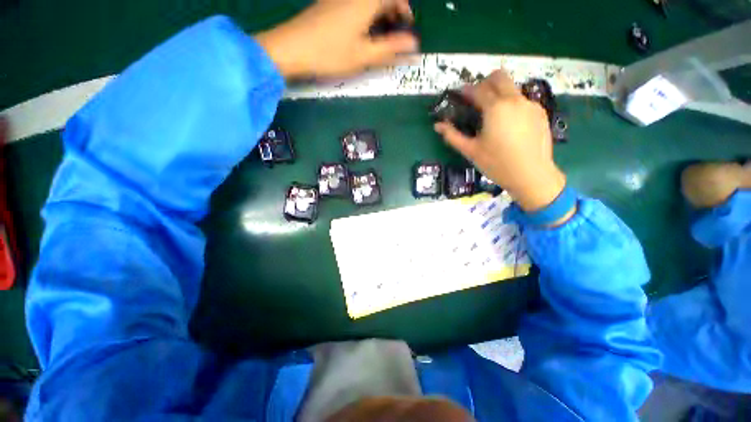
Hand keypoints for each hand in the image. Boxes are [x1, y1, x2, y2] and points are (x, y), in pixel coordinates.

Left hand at [256, 0, 417, 78]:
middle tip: (395, 35)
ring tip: (380, 38)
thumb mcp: (364, 56)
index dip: (405, 9)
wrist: (291, 49)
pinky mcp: (328, 5)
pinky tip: (361, 34)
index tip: (408, 27)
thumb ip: (390, 49)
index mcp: (366, 1)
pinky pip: (354, 5)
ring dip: (379, 15)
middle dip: (393, 13)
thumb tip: (414, 46)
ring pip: (367, 2)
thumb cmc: (330, 54)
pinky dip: (365, 16)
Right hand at [435, 70, 568, 215]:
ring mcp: (530, 105)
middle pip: (499, 77)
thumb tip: (437, 125)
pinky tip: (508, 125)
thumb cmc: (496, 163)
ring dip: (499, 94)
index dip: (466, 90)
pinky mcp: (540, 113)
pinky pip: (522, 101)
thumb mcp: (471, 151)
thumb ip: (452, 136)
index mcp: (496, 108)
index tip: (459, 94)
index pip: (478, 89)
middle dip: (485, 82)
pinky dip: (511, 105)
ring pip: (512, 88)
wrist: (531, 175)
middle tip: (476, 98)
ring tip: (492, 116)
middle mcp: (515, 100)